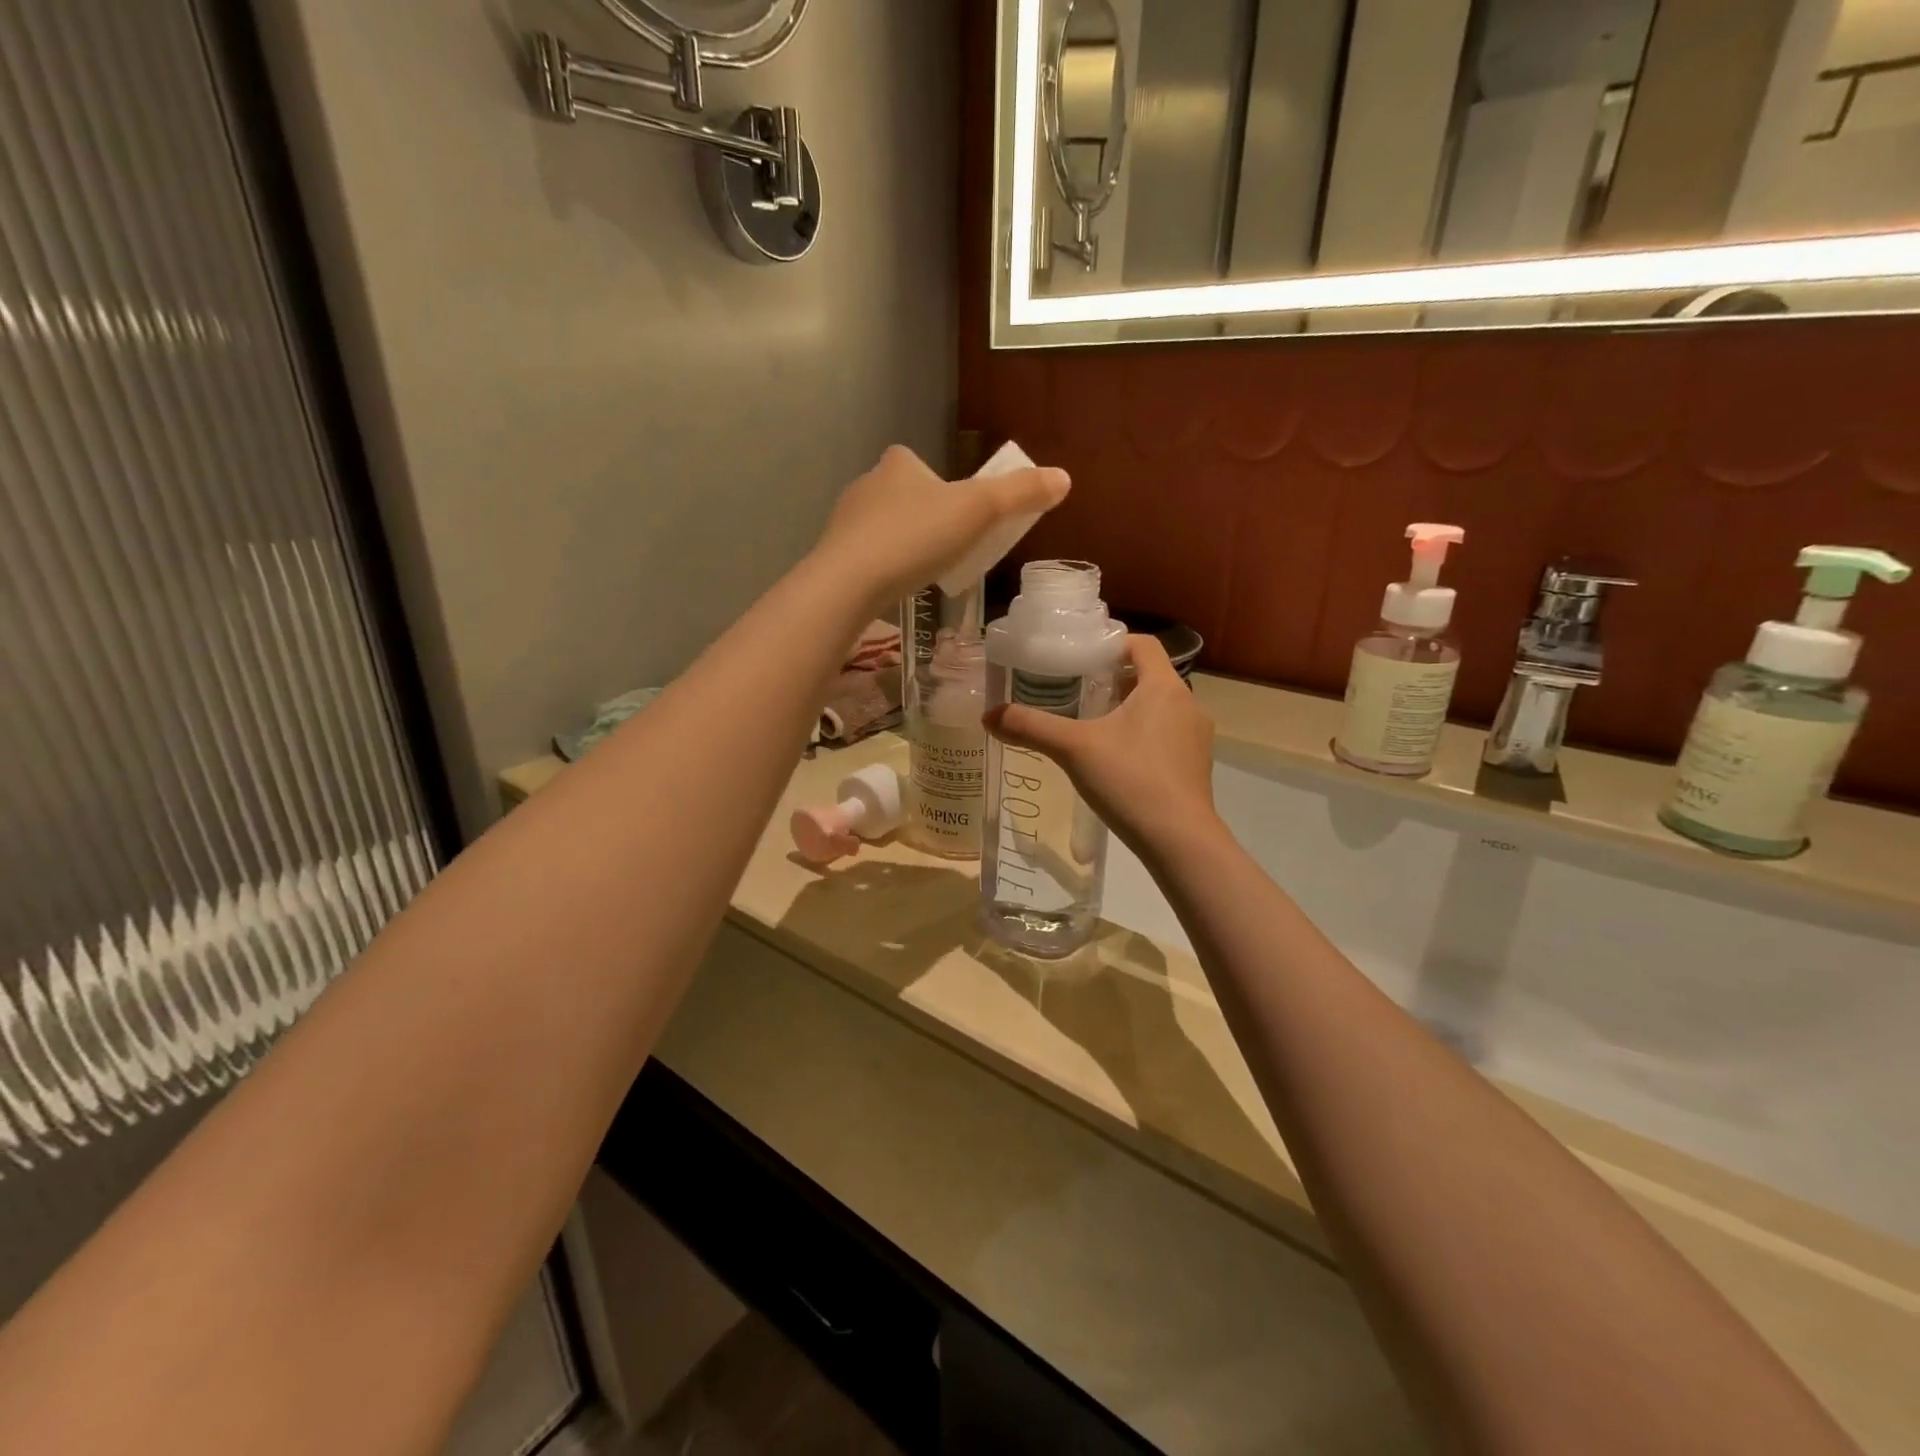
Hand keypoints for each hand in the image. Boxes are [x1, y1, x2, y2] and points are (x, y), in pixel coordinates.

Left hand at [810, 446, 1070, 608]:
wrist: (848, 583)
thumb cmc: (914, 538)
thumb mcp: (978, 512)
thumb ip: (1020, 494)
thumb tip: (1064, 478)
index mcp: (899, 464)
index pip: (927, 466)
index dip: (949, 489)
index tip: (963, 519)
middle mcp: (867, 483)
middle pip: (908, 497)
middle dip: (929, 520)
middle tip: (950, 551)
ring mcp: (845, 520)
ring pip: (886, 527)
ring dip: (906, 545)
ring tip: (923, 573)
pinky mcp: (834, 553)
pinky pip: (868, 555)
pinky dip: (885, 567)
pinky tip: (895, 587)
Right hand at [985, 635, 1218, 855]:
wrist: (1179, 841)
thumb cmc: (1130, 781)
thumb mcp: (1073, 749)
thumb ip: (1031, 727)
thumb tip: (989, 716)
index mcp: (1164, 687)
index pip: (1143, 644)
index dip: (1113, 644)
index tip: (1082, 658)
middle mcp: (1188, 704)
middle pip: (1149, 676)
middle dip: (1114, 681)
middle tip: (1076, 693)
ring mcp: (1197, 737)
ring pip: (1159, 708)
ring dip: (1129, 710)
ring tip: (1092, 727)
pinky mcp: (1197, 766)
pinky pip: (1167, 735)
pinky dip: (1143, 737)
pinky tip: (1116, 761)